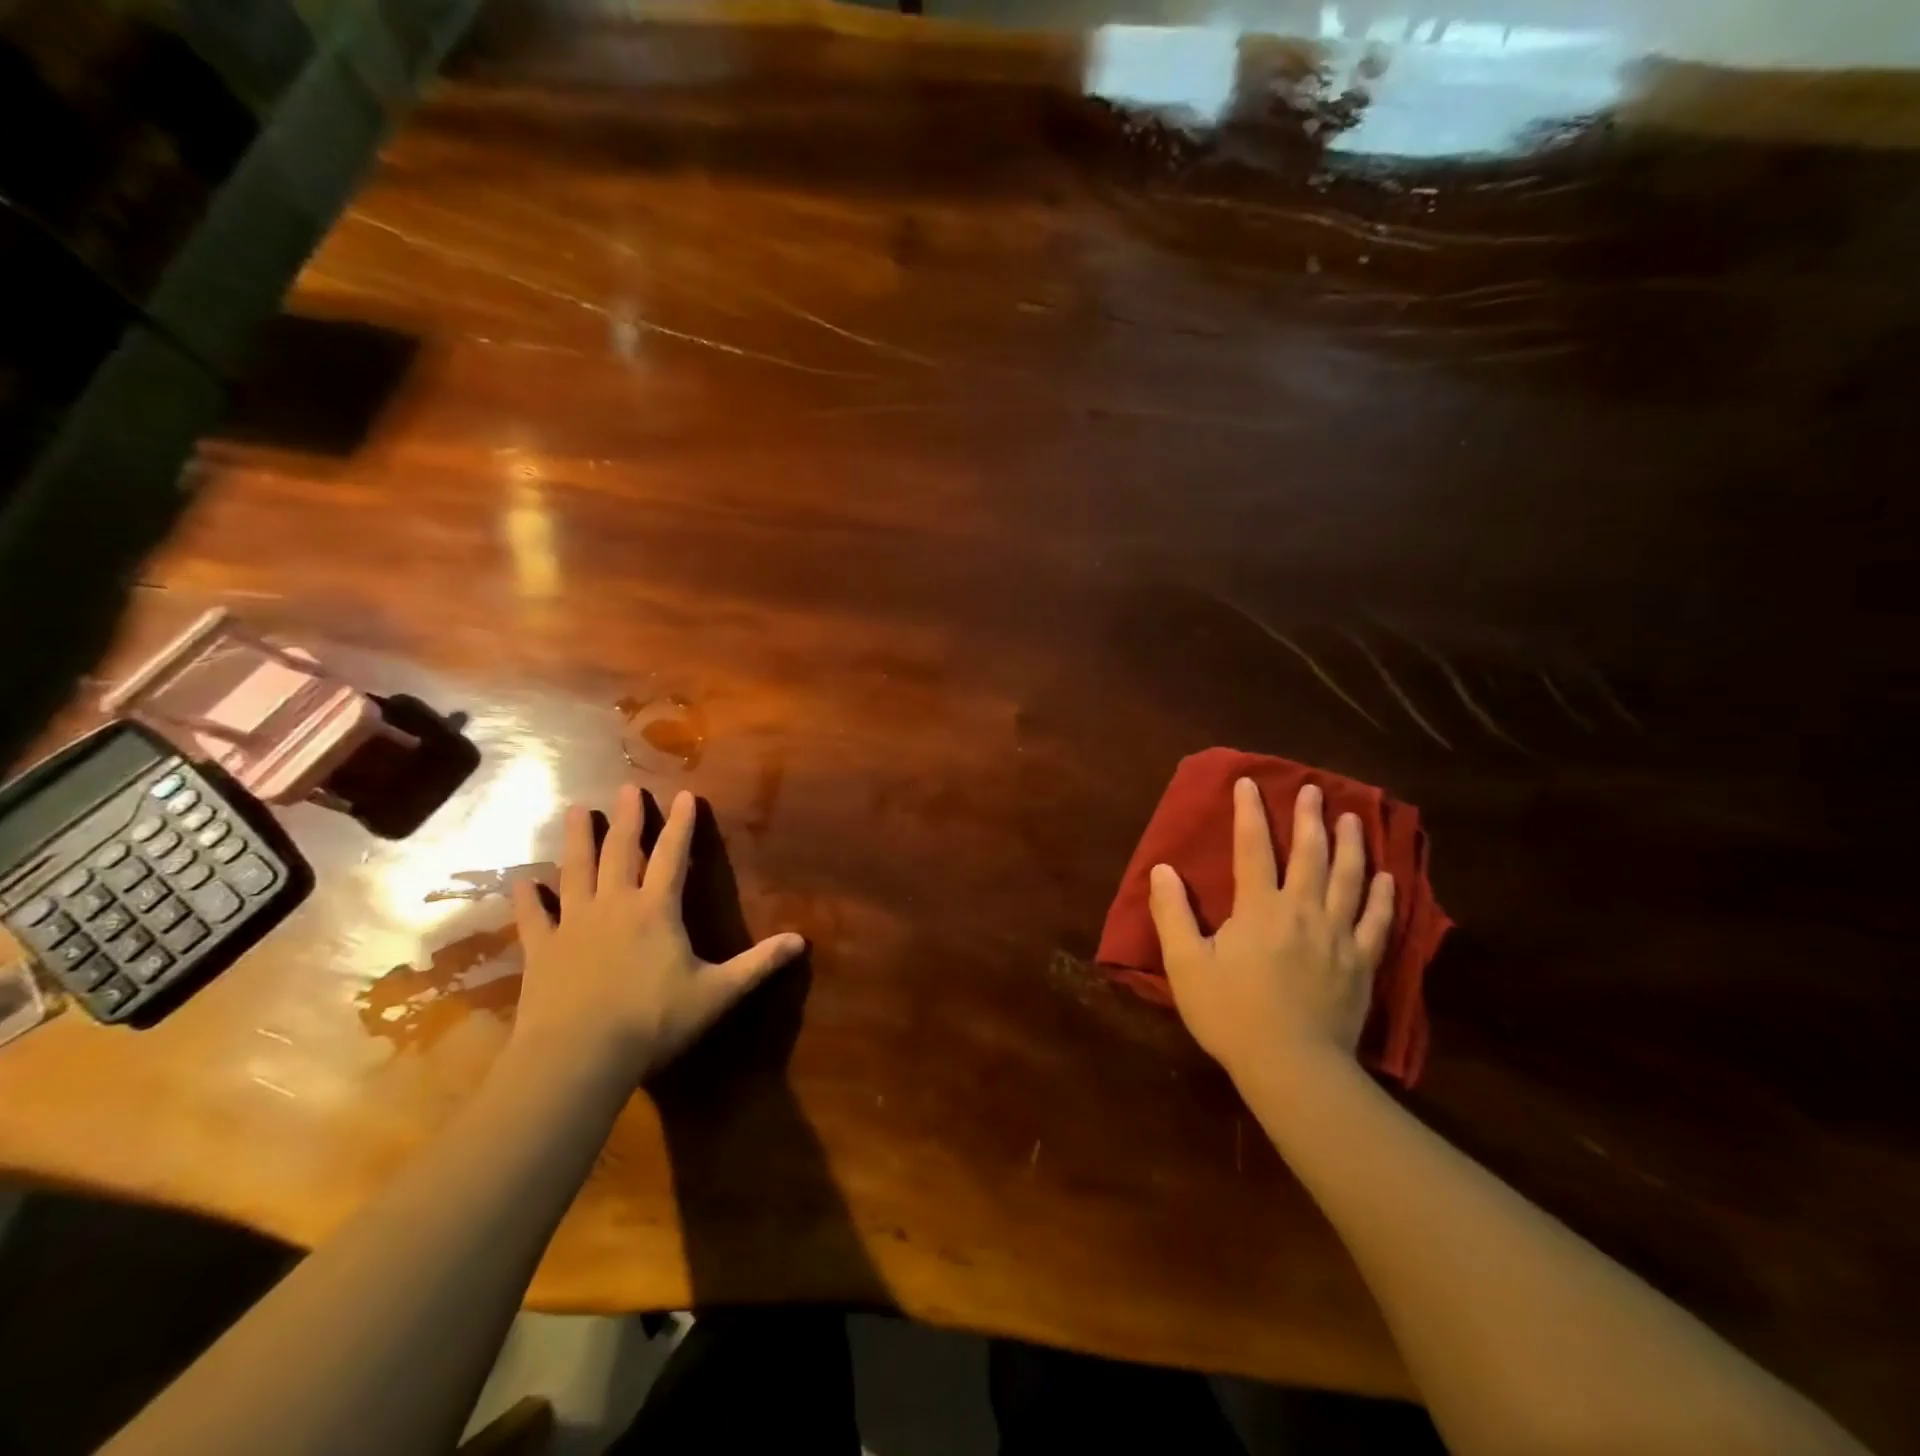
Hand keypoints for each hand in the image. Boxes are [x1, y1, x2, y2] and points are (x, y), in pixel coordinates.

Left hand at [507, 784, 805, 1084]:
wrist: (578, 1056)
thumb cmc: (652, 1021)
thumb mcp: (716, 993)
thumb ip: (757, 964)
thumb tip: (801, 941)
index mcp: (656, 909)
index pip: (672, 856)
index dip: (681, 825)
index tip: (685, 795)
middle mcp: (614, 904)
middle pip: (621, 851)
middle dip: (627, 818)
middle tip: (626, 788)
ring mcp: (573, 923)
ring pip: (576, 870)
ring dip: (577, 839)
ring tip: (576, 810)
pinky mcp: (541, 948)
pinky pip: (533, 916)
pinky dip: (528, 897)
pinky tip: (523, 880)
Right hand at [1148, 779, 1394, 1083]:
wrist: (1292, 1067)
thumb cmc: (1231, 1014)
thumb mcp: (1185, 964)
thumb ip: (1172, 913)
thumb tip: (1162, 868)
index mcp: (1259, 908)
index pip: (1253, 848)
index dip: (1249, 812)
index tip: (1249, 783)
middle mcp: (1302, 911)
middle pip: (1310, 855)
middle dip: (1309, 818)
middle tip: (1313, 789)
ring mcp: (1338, 937)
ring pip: (1349, 880)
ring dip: (1351, 845)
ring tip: (1353, 819)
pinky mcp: (1362, 964)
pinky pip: (1377, 922)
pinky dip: (1383, 897)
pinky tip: (1387, 878)